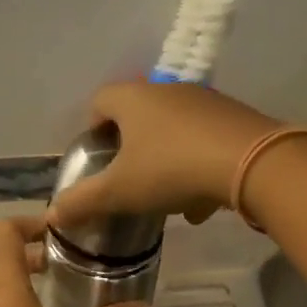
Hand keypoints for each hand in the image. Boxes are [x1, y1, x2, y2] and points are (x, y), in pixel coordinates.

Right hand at [47, 82, 280, 231]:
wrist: (253, 164)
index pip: (100, 100)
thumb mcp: (119, 191)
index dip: (92, 127)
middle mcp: (167, 91)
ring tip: (166, 199)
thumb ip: (83, 202)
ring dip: (166, 160)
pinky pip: (205, 141)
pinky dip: (197, 166)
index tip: (96, 157)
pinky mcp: (235, 118)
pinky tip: (202, 202)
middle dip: (132, 148)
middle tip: (128, 179)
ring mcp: (205, 102)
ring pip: (174, 130)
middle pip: (139, 115)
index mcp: (133, 98)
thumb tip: (52, 215)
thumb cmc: (171, 169)